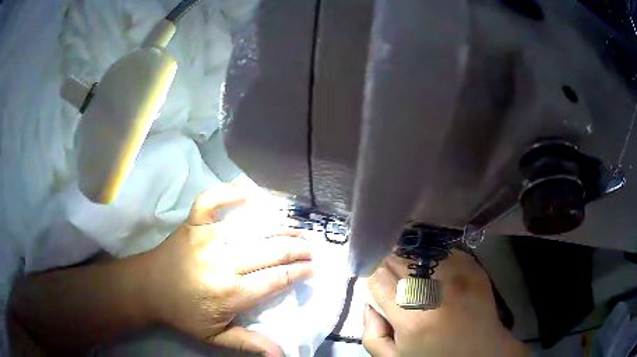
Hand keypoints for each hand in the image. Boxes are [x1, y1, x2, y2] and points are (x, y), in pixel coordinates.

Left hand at [143, 186, 311, 355]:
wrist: (148, 288)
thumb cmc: (183, 313)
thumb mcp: (215, 337)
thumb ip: (248, 344)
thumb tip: (281, 354)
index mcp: (231, 293)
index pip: (276, 279)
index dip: (299, 272)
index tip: (312, 268)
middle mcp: (223, 263)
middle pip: (272, 251)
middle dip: (298, 249)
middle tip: (310, 249)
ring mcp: (207, 238)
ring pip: (253, 227)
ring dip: (280, 227)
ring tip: (296, 229)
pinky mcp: (193, 224)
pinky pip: (210, 201)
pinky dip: (228, 193)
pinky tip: (247, 194)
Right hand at [363, 251, 527, 356]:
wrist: (482, 352)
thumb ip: (371, 334)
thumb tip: (369, 303)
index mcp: (412, 318)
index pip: (377, 277)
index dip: (370, 272)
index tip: (371, 276)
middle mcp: (436, 291)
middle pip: (399, 259)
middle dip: (388, 263)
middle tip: (391, 275)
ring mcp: (459, 275)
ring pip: (420, 252)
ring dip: (410, 259)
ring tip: (412, 272)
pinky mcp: (474, 268)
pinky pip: (443, 252)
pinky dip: (433, 258)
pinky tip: (434, 271)